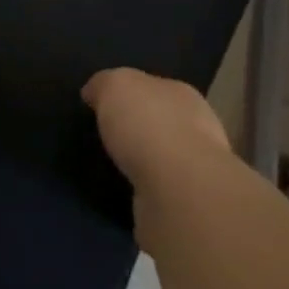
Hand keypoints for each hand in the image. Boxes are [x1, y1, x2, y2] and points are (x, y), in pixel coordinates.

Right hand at [82, 67, 230, 189]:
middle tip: (106, 138)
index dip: (130, 94)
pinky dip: (143, 190)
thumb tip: (93, 91)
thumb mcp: (115, 86)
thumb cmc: (148, 125)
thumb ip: (104, 84)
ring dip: (142, 163)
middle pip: (160, 122)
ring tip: (111, 168)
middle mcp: (195, 128)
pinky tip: (124, 193)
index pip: (154, 88)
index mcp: (180, 94)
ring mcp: (194, 169)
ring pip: (161, 159)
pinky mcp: (187, 204)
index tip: (105, 106)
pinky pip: (158, 190)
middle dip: (138, 129)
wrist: (178, 190)